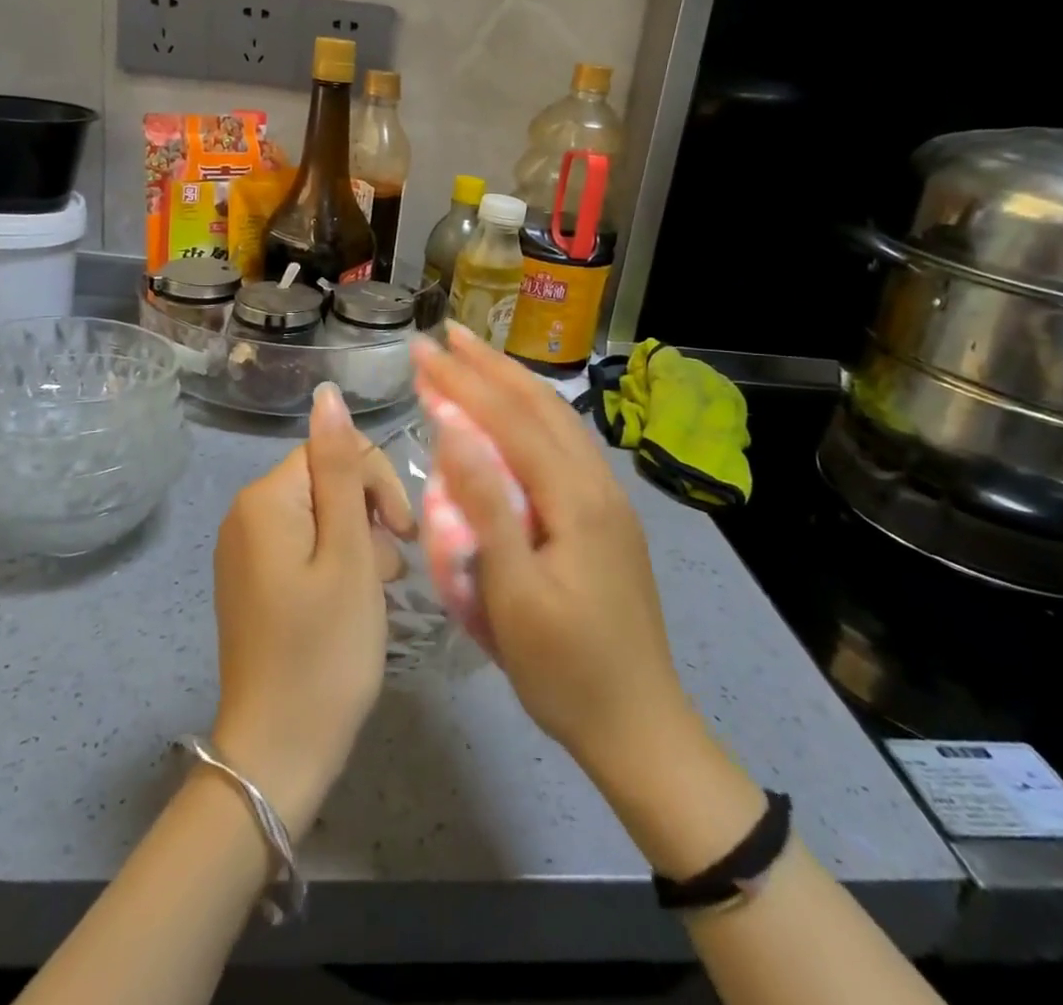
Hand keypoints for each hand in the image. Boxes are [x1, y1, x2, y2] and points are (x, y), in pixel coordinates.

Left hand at [210, 382, 411, 834]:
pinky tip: (356, 599)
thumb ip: (343, 470)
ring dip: (359, 540)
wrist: (279, 753)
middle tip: (392, 570)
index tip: (403, 535)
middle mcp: (246, 514)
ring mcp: (246, 549)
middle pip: (326, 480)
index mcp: (265, 499)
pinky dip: (337, 562)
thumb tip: (327, 393)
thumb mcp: (348, 553)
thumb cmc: (325, 650)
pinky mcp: (254, 580)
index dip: (377, 483)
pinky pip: (304, 546)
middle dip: (369, 513)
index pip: (333, 450)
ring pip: (321, 515)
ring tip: (380, 590)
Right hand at [411, 328, 697, 786]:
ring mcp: (609, 499)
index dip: (464, 381)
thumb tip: (455, 429)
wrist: (640, 726)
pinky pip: (566, 446)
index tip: (423, 349)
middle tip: (447, 336)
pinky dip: (532, 416)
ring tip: (476, 361)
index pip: (510, 420)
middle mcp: (598, 484)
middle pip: (541, 406)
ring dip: (514, 384)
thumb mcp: (513, 594)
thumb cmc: (565, 669)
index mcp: (575, 498)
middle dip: (490, 366)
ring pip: (559, 421)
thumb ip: (487, 506)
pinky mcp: (608, 518)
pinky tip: (517, 418)